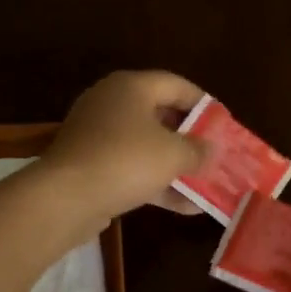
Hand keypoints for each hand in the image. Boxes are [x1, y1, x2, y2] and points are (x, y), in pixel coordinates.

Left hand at [42, 70, 208, 224]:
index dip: (204, 104)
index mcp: (130, 87)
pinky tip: (185, 206)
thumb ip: (198, 150)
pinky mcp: (89, 166)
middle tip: (215, 154)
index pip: (176, 85)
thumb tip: (214, 149)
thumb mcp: (172, 154)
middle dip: (190, 138)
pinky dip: (155, 183)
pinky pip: (130, 169)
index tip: (225, 124)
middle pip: (160, 115)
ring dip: (175, 166)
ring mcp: (96, 136)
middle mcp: (110, 104)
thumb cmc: (125, 161)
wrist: (65, 197)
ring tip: (206, 183)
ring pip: (145, 146)